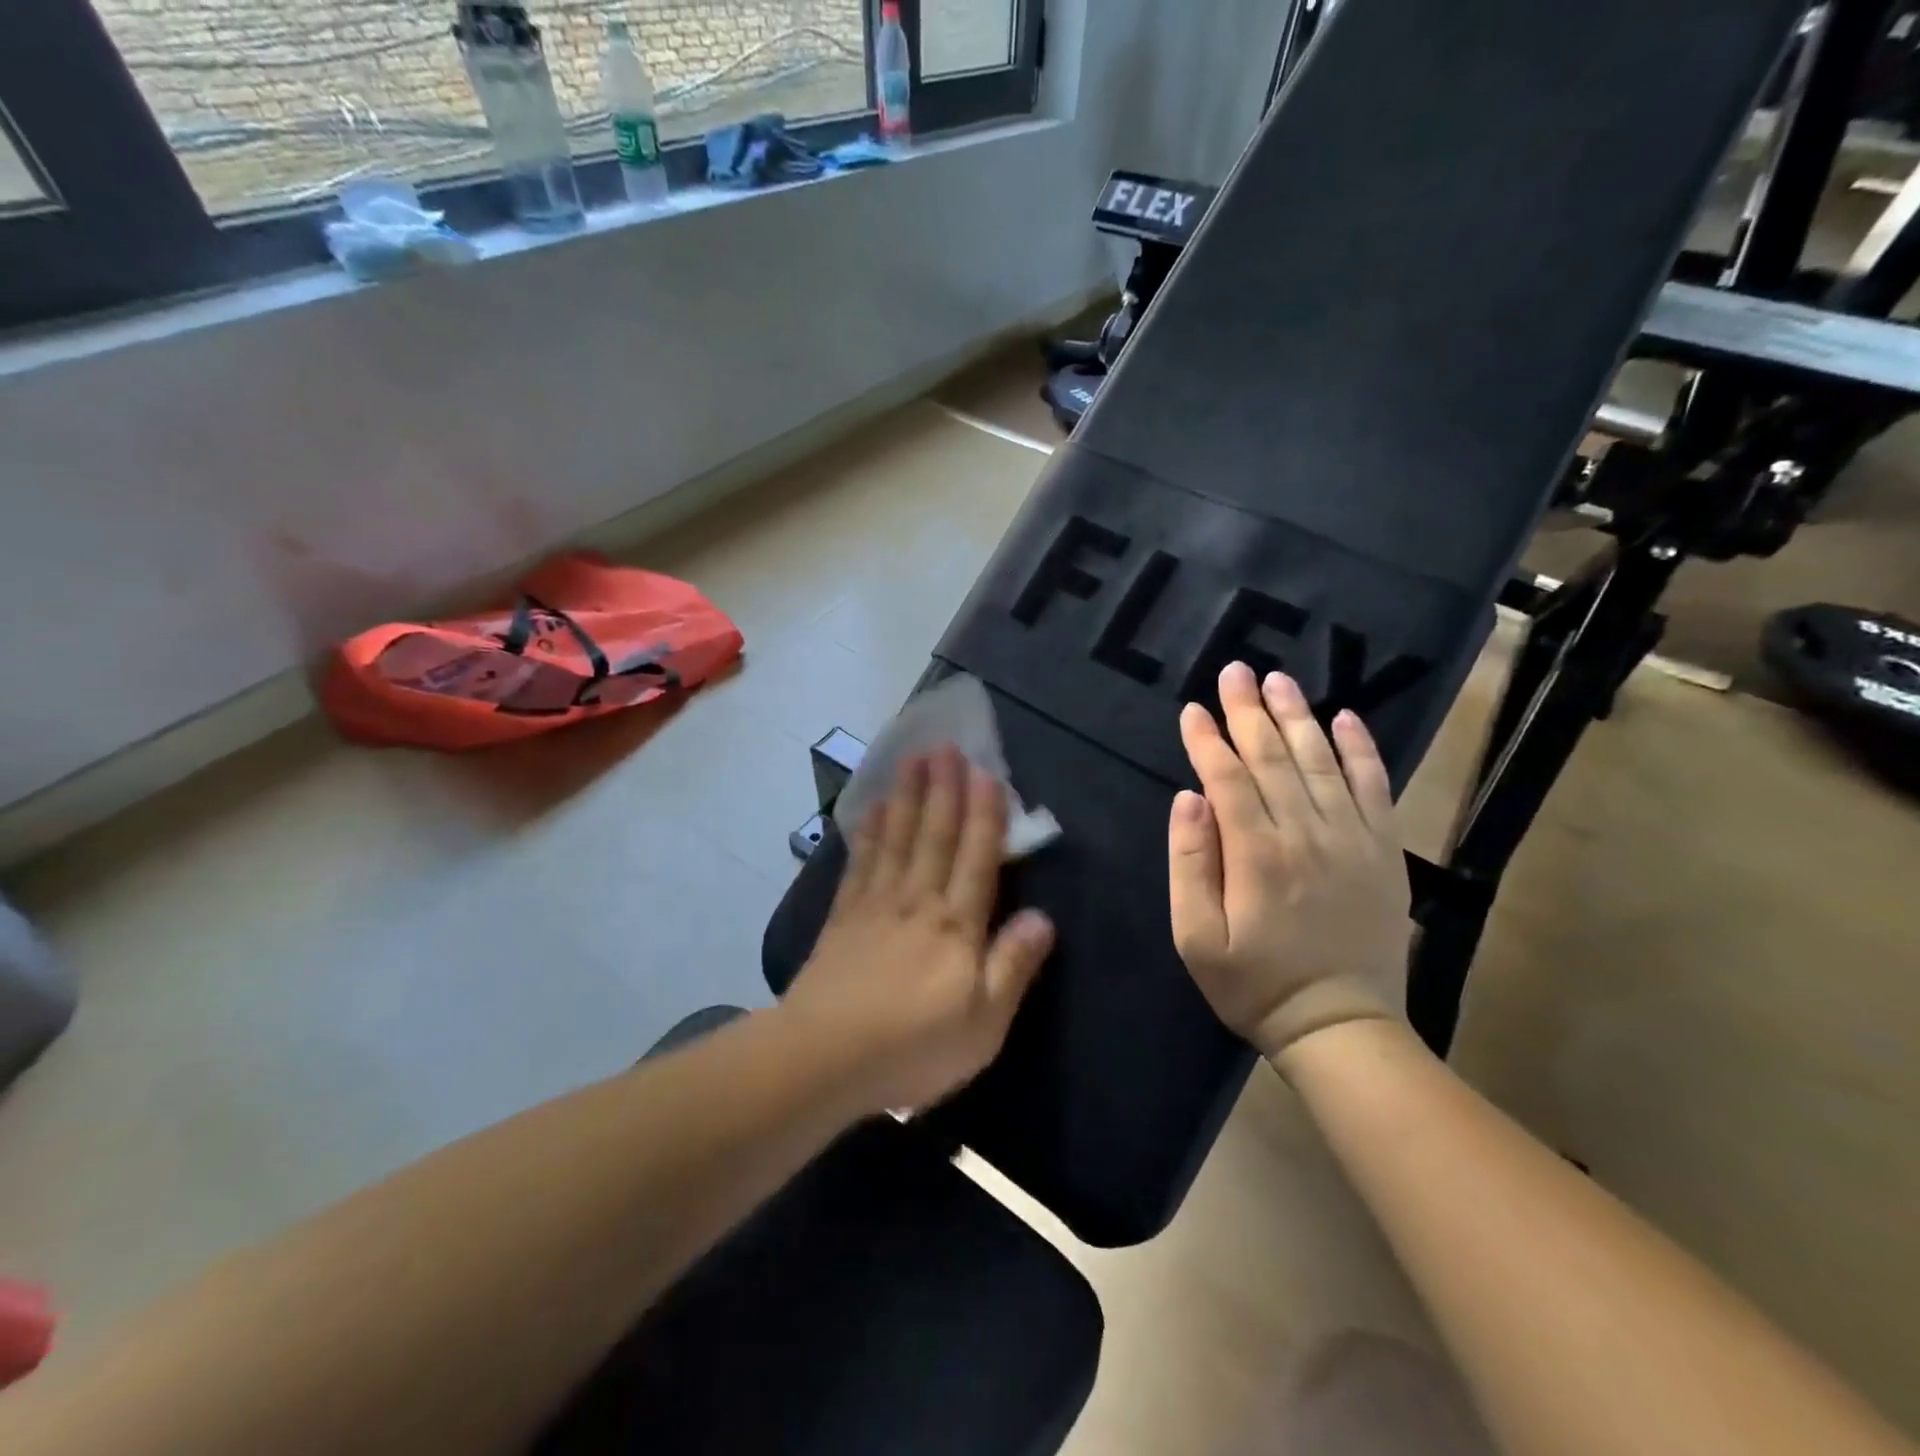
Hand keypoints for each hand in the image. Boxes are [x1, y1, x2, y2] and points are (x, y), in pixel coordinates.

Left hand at [782, 746, 1055, 1115]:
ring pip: (899, 838)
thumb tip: (1042, 917)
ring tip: (913, 759)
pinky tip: (875, 809)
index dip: (984, 815)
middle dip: (944, 789)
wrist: (824, 1058)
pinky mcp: (843, 917)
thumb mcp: (983, 1024)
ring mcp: (876, 905)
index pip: (977, 859)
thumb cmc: (913, 1047)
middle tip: (946, 746)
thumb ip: (1013, 967)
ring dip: (909, 796)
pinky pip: (862, 862)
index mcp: (957, 926)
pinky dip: (871, 831)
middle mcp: (918, 902)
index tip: (986, 772)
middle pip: (935, 836)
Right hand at [1169, 662, 1411, 1059]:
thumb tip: (1188, 799)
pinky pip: (1374, 787)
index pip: (1227, 778)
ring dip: (1297, 717)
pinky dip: (1361, 749)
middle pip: (1273, 758)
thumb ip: (1189, 865)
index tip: (1191, 709)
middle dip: (1248, 711)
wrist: (1342, 1026)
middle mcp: (1306, 833)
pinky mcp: (1383, 851)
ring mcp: (1351, 839)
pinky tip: (1345, 718)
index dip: (1207, 740)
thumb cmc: (1254, 985)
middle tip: (1234, 670)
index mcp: (1256, 853)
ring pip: (1321, 761)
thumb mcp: (1196, 938)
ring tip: (1279, 680)